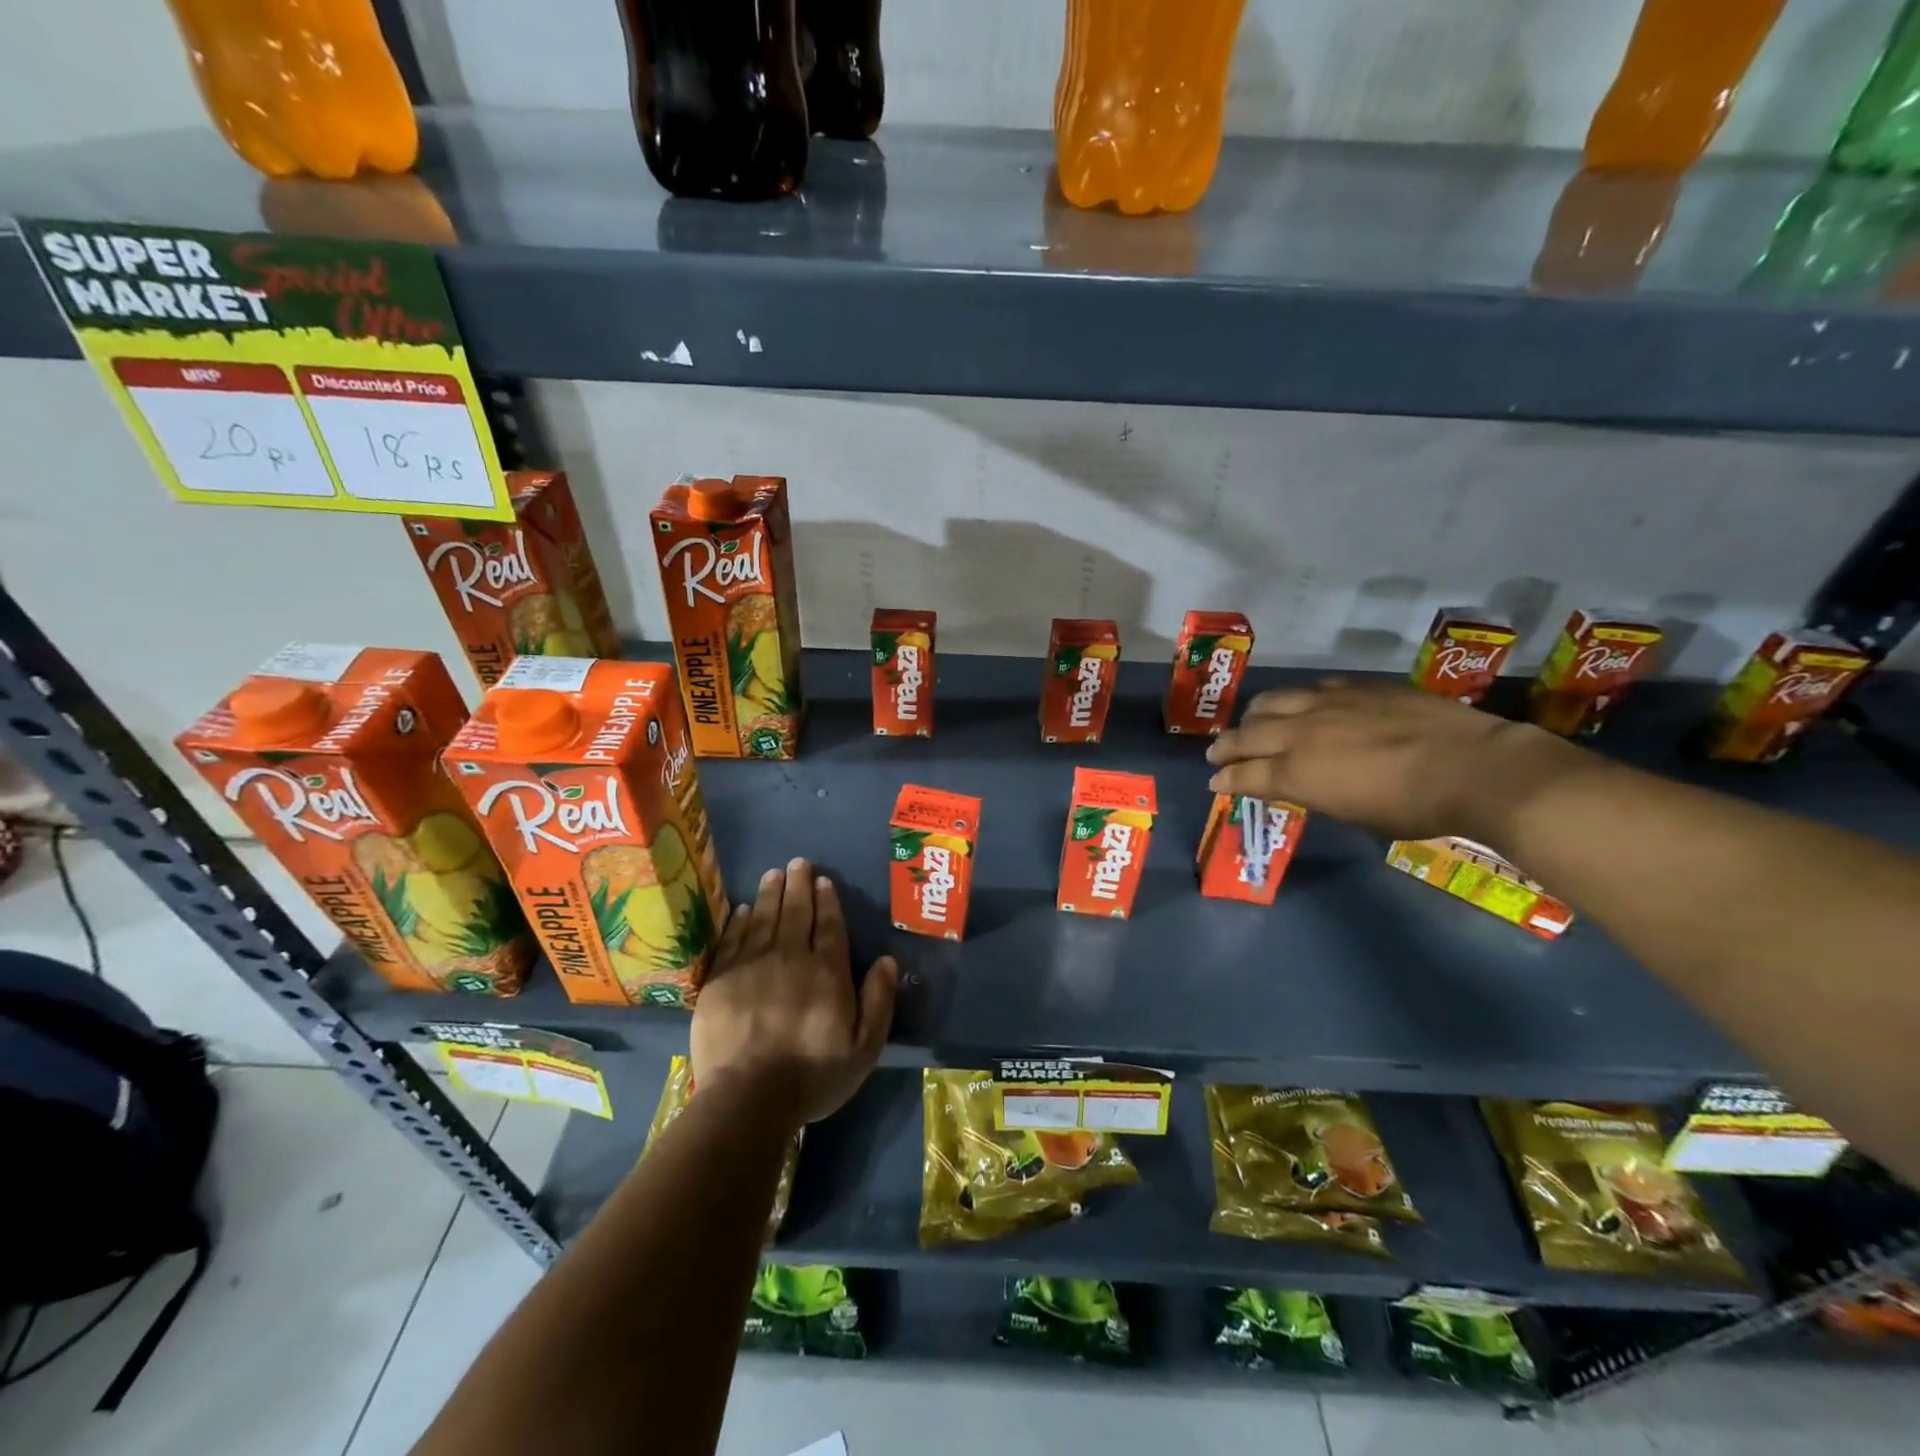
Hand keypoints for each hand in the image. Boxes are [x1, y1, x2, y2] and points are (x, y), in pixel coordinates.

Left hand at [691, 858, 898, 1126]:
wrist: (747, 1099)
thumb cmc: (812, 1076)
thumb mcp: (863, 1048)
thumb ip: (878, 1001)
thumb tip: (886, 960)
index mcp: (827, 972)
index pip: (830, 926)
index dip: (827, 901)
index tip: (823, 880)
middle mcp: (790, 958)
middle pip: (796, 913)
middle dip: (798, 885)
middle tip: (797, 862)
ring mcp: (752, 966)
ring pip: (764, 919)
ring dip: (770, 893)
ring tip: (773, 873)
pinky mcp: (721, 980)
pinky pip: (734, 940)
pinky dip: (740, 921)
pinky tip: (744, 909)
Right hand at [1204, 680, 1582, 842]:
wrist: (1475, 767)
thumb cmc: (1415, 808)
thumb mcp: (1355, 815)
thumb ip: (1318, 794)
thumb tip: (1304, 785)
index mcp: (1297, 773)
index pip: (1244, 775)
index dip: (1225, 779)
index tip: (1216, 782)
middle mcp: (1300, 734)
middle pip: (1246, 735)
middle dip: (1226, 746)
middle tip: (1217, 752)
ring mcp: (1327, 704)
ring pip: (1271, 701)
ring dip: (1253, 715)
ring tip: (1250, 722)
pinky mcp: (1356, 687)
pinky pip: (1312, 688)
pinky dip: (1297, 700)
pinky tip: (1303, 705)